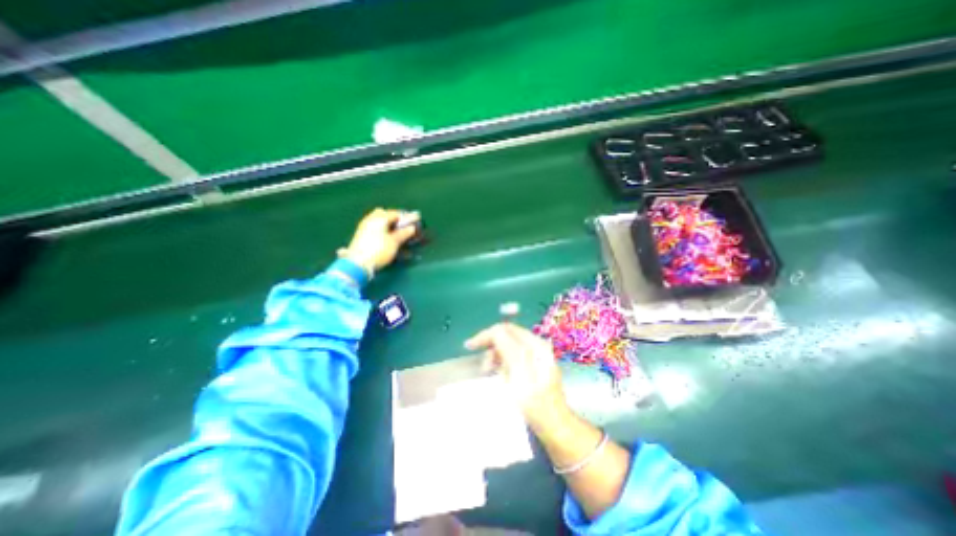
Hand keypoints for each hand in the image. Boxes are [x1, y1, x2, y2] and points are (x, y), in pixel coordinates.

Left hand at [340, 207, 421, 275]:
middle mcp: (370, 219)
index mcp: (379, 218)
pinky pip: (373, 227)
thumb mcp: (395, 242)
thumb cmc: (379, 250)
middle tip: (402, 227)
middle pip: (383, 214)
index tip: (413, 224)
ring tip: (395, 234)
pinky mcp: (360, 235)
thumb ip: (404, 233)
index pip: (395, 213)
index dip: (405, 218)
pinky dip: (380, 229)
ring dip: (386, 224)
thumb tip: (412, 228)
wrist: (358, 264)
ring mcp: (364, 226)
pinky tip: (385, 238)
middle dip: (393, 218)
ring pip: (377, 220)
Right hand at [468, 323, 569, 430]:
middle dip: (491, 346)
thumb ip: (508, 348)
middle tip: (484, 366)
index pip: (505, 329)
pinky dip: (502, 362)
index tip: (470, 346)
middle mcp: (536, 345)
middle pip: (506, 335)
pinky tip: (501, 375)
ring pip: (507, 345)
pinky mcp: (533, 365)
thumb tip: (495, 331)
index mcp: (534, 344)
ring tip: (491, 372)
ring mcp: (535, 355)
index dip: (486, 335)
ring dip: (496, 355)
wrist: (554, 425)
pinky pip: (512, 356)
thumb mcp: (519, 373)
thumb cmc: (535, 402)